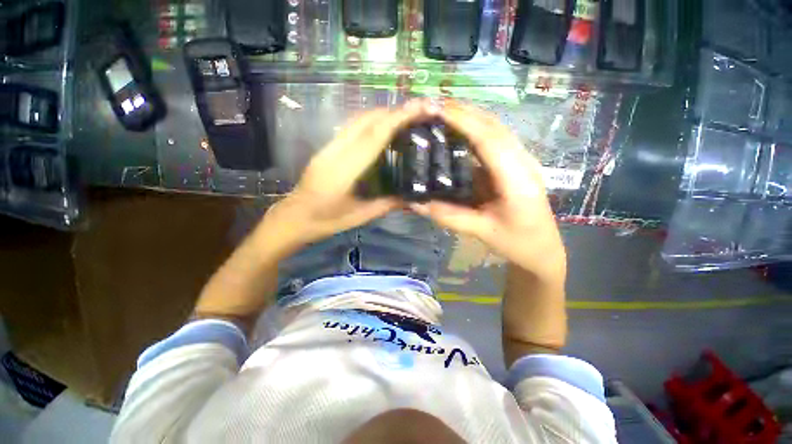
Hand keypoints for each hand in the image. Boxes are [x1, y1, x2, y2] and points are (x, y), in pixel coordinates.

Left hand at [263, 102, 432, 249]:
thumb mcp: (360, 217)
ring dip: (380, 115)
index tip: (416, 110)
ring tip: (402, 120)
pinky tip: (381, 131)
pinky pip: (351, 128)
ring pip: (356, 120)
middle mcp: (335, 151)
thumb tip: (411, 198)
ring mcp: (328, 147)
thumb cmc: (326, 220)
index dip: (395, 120)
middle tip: (415, 114)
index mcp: (344, 170)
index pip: (373, 137)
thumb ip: (386, 205)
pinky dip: (370, 123)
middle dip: (391, 112)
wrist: (294, 216)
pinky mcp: (327, 148)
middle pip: (364, 120)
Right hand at [411, 103, 564, 278]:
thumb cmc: (517, 242)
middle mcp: (523, 162)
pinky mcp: (515, 163)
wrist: (543, 248)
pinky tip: (459, 130)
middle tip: (432, 106)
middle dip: (463, 111)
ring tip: (442, 112)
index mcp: (517, 179)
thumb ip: (448, 216)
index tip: (436, 110)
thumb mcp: (481, 231)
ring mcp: (522, 160)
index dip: (463, 121)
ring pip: (495, 129)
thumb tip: (416, 203)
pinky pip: (494, 140)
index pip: (488, 140)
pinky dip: (475, 129)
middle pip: (493, 126)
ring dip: (470, 116)